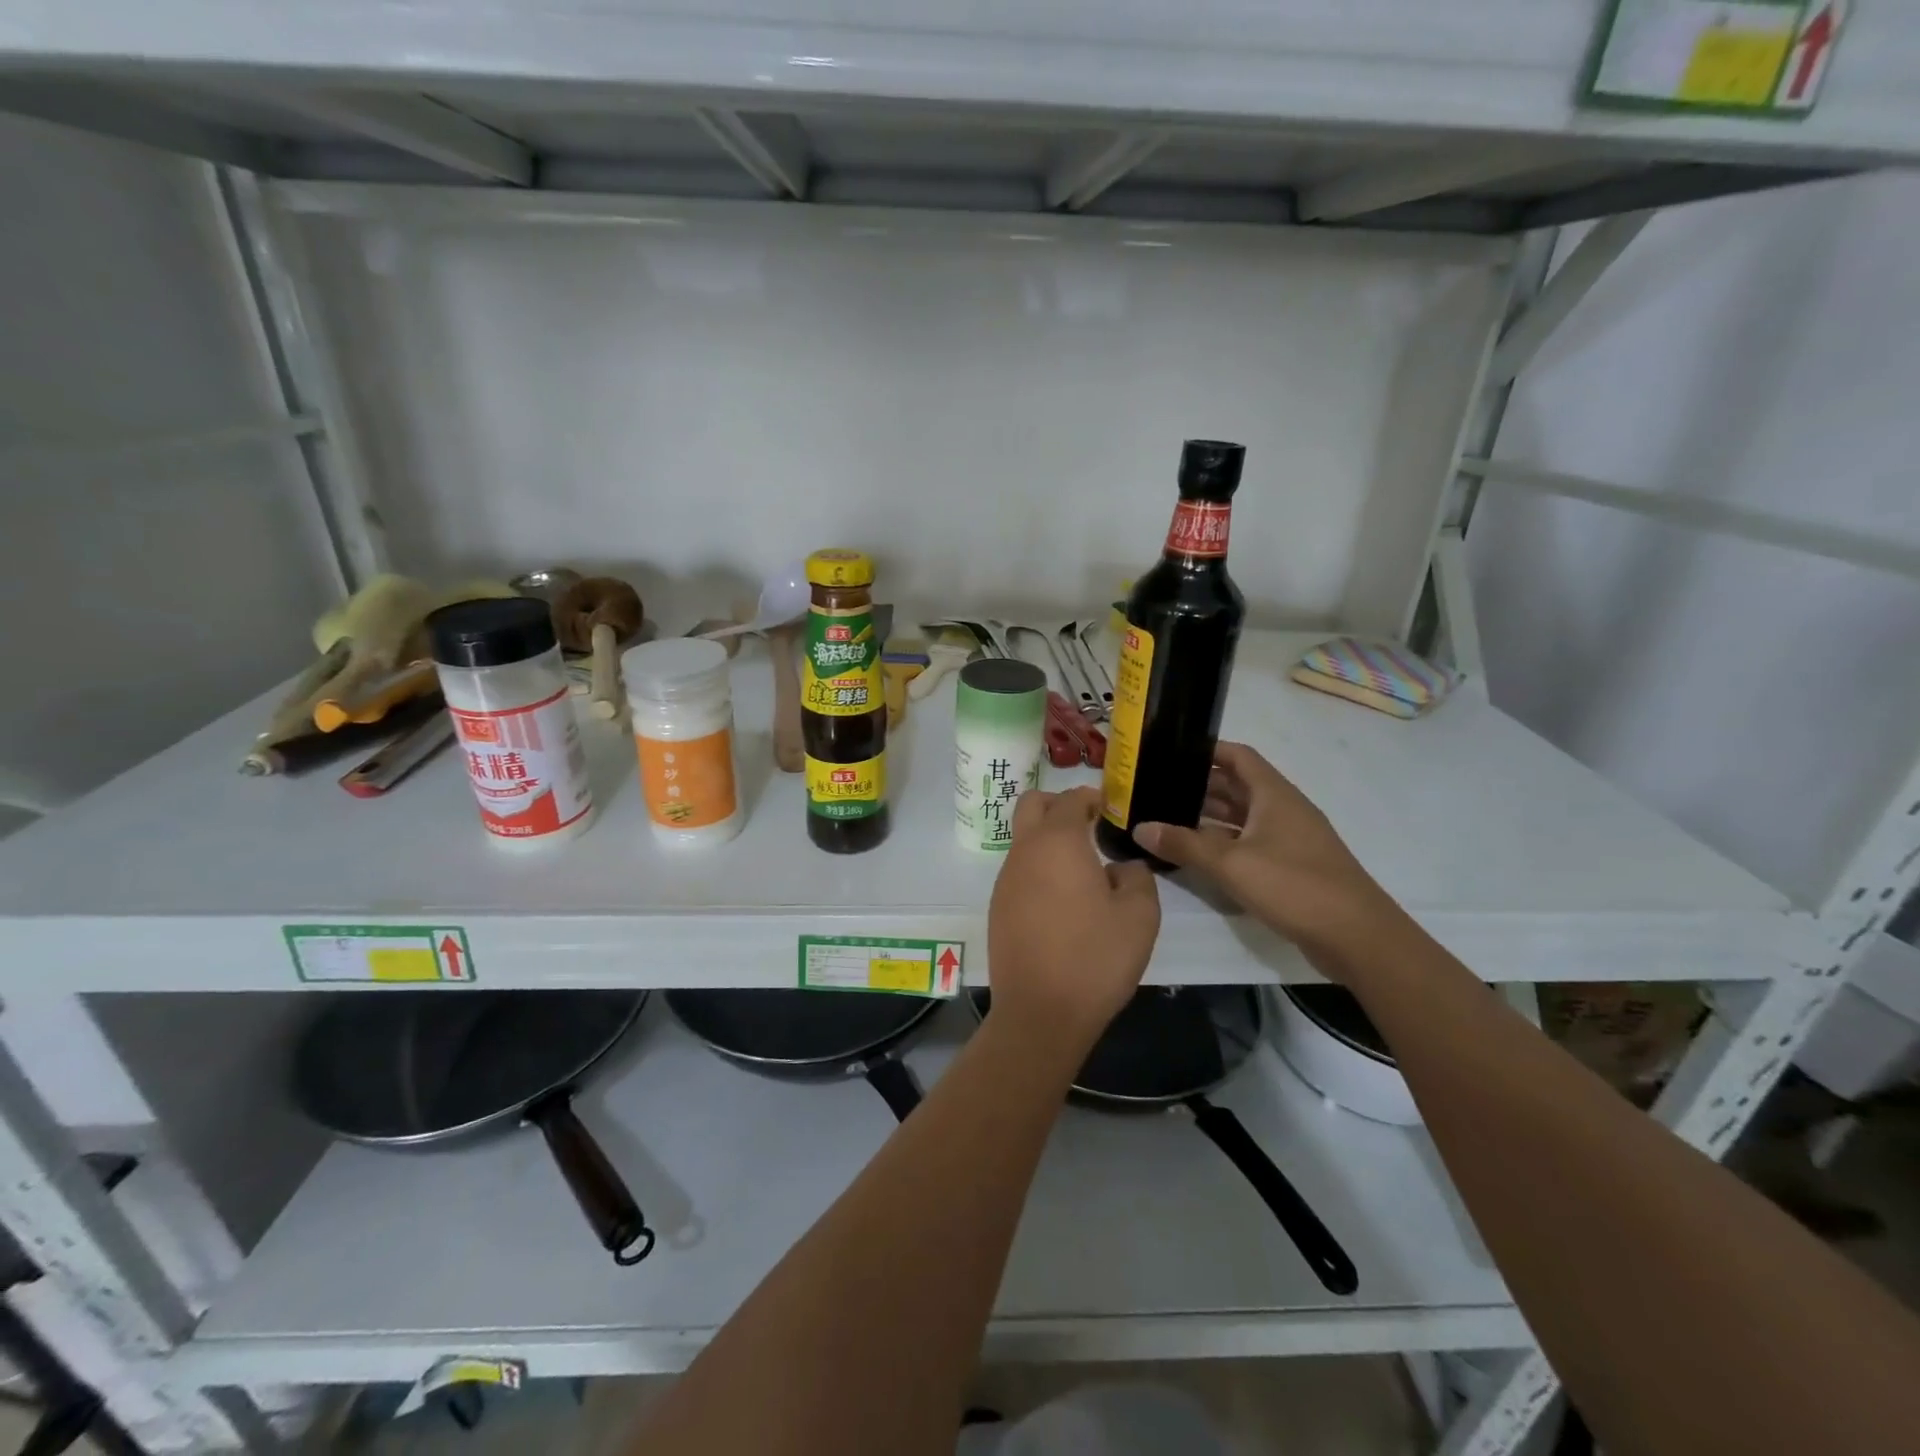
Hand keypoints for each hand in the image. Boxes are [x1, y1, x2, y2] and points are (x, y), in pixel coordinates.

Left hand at [988, 786, 1160, 1045]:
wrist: (1040, 1013)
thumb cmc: (1095, 958)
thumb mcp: (1140, 916)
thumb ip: (1137, 877)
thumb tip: (1121, 867)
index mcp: (1057, 842)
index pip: (1070, 799)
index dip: (1092, 797)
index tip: (1112, 809)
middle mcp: (1024, 852)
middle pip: (1032, 805)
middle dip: (1059, 805)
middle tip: (1090, 825)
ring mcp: (1005, 880)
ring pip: (1023, 840)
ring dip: (1048, 841)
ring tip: (1084, 870)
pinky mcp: (998, 908)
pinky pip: (1019, 871)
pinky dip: (1039, 869)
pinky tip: (1064, 902)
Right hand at [1133, 742, 1386, 947]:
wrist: (1357, 937)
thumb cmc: (1294, 885)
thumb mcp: (1231, 864)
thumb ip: (1185, 844)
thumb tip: (1141, 827)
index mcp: (1274, 794)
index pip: (1238, 756)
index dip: (1207, 749)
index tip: (1171, 751)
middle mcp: (1282, 809)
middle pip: (1238, 785)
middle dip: (1199, 785)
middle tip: (1157, 789)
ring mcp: (1289, 839)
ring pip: (1242, 816)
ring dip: (1209, 816)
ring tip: (1167, 817)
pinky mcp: (1291, 866)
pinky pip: (1249, 842)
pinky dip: (1223, 842)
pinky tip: (1196, 853)